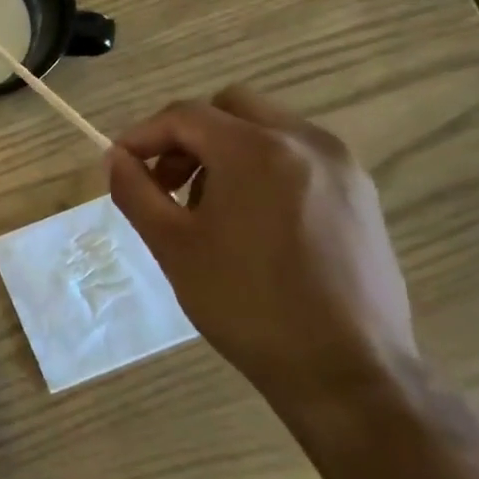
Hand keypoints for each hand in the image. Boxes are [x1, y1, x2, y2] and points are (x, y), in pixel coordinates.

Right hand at [106, 85, 416, 412]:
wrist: (345, 370)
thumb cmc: (246, 304)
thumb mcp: (172, 245)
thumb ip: (135, 191)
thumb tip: (116, 158)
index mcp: (256, 150)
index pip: (185, 115)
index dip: (143, 135)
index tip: (121, 165)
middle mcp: (306, 142)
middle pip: (230, 107)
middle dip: (187, 135)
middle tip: (167, 181)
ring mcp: (342, 166)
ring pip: (267, 128)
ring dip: (225, 150)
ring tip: (208, 208)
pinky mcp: (362, 194)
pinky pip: (297, 155)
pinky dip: (262, 167)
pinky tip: (251, 221)